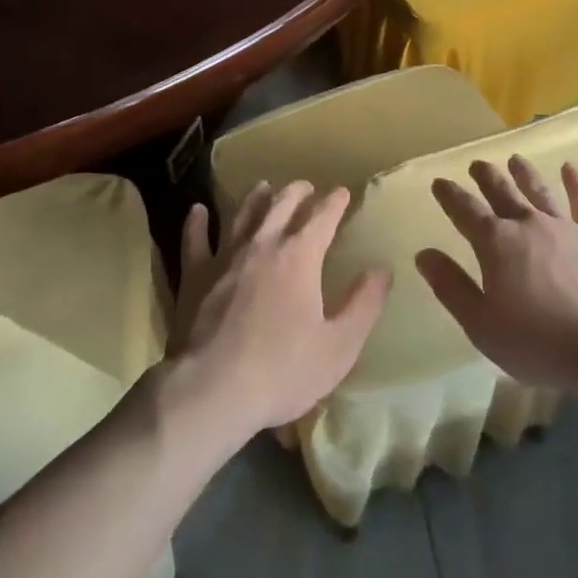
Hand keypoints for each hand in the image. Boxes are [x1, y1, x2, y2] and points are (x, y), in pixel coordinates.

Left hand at [166, 181, 391, 445]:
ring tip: (264, 187)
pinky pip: (195, 240)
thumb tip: (382, 269)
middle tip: (306, 187)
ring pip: (242, 214)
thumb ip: (364, 304)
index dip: (335, 202)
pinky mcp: (195, 275)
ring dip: (256, 198)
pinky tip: (198, 211)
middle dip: (297, 192)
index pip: (322, 217)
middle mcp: (263, 244)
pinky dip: (197, 223)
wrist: (211, 391)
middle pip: (281, 205)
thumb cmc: (282, 370)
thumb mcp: (339, 346)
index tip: (343, 192)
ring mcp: (225, 256)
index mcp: (299, 256)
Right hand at [416, 157, 577, 399]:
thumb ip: (451, 286)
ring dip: (524, 173)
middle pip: (501, 192)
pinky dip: (576, 183)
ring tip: (515, 159)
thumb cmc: (538, 342)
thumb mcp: (481, 324)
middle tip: (477, 164)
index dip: (450, 195)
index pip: (465, 211)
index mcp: (495, 243)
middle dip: (486, 177)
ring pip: (538, 191)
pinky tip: (570, 168)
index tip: (440, 182)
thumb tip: (423, 254)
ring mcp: (564, 227)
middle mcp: (527, 224)